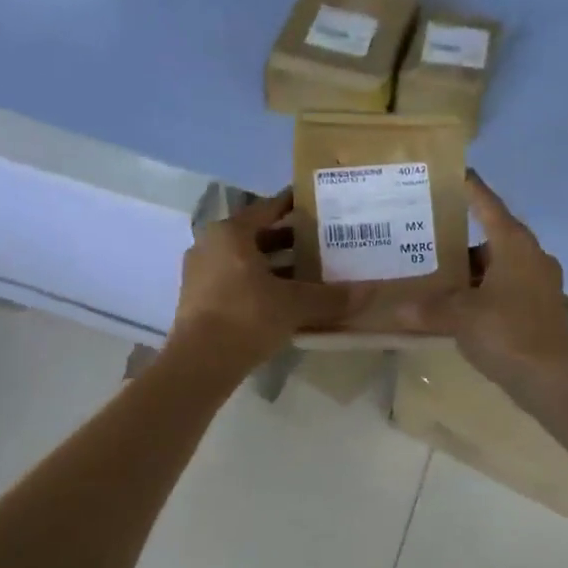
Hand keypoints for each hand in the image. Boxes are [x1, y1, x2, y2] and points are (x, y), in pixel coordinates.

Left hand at [167, 189, 358, 373]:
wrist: (199, 363)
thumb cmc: (246, 317)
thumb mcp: (294, 305)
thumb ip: (330, 297)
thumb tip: (368, 293)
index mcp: (230, 233)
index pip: (268, 208)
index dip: (294, 205)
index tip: (318, 205)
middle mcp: (211, 245)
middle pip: (257, 235)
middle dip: (289, 240)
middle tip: (323, 242)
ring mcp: (201, 273)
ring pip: (245, 260)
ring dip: (275, 265)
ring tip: (309, 273)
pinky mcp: (198, 299)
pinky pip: (235, 281)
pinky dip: (259, 284)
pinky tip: (285, 299)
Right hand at [400, 172, 567, 385]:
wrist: (551, 378)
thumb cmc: (507, 332)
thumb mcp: (460, 316)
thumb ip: (428, 308)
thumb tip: (398, 309)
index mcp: (514, 244)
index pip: (488, 204)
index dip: (470, 188)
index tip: (454, 173)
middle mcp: (531, 256)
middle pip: (494, 234)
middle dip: (462, 235)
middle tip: (429, 231)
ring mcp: (539, 282)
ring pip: (499, 264)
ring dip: (473, 267)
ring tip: (437, 269)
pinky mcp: (540, 307)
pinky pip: (506, 286)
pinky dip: (484, 288)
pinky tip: (459, 302)